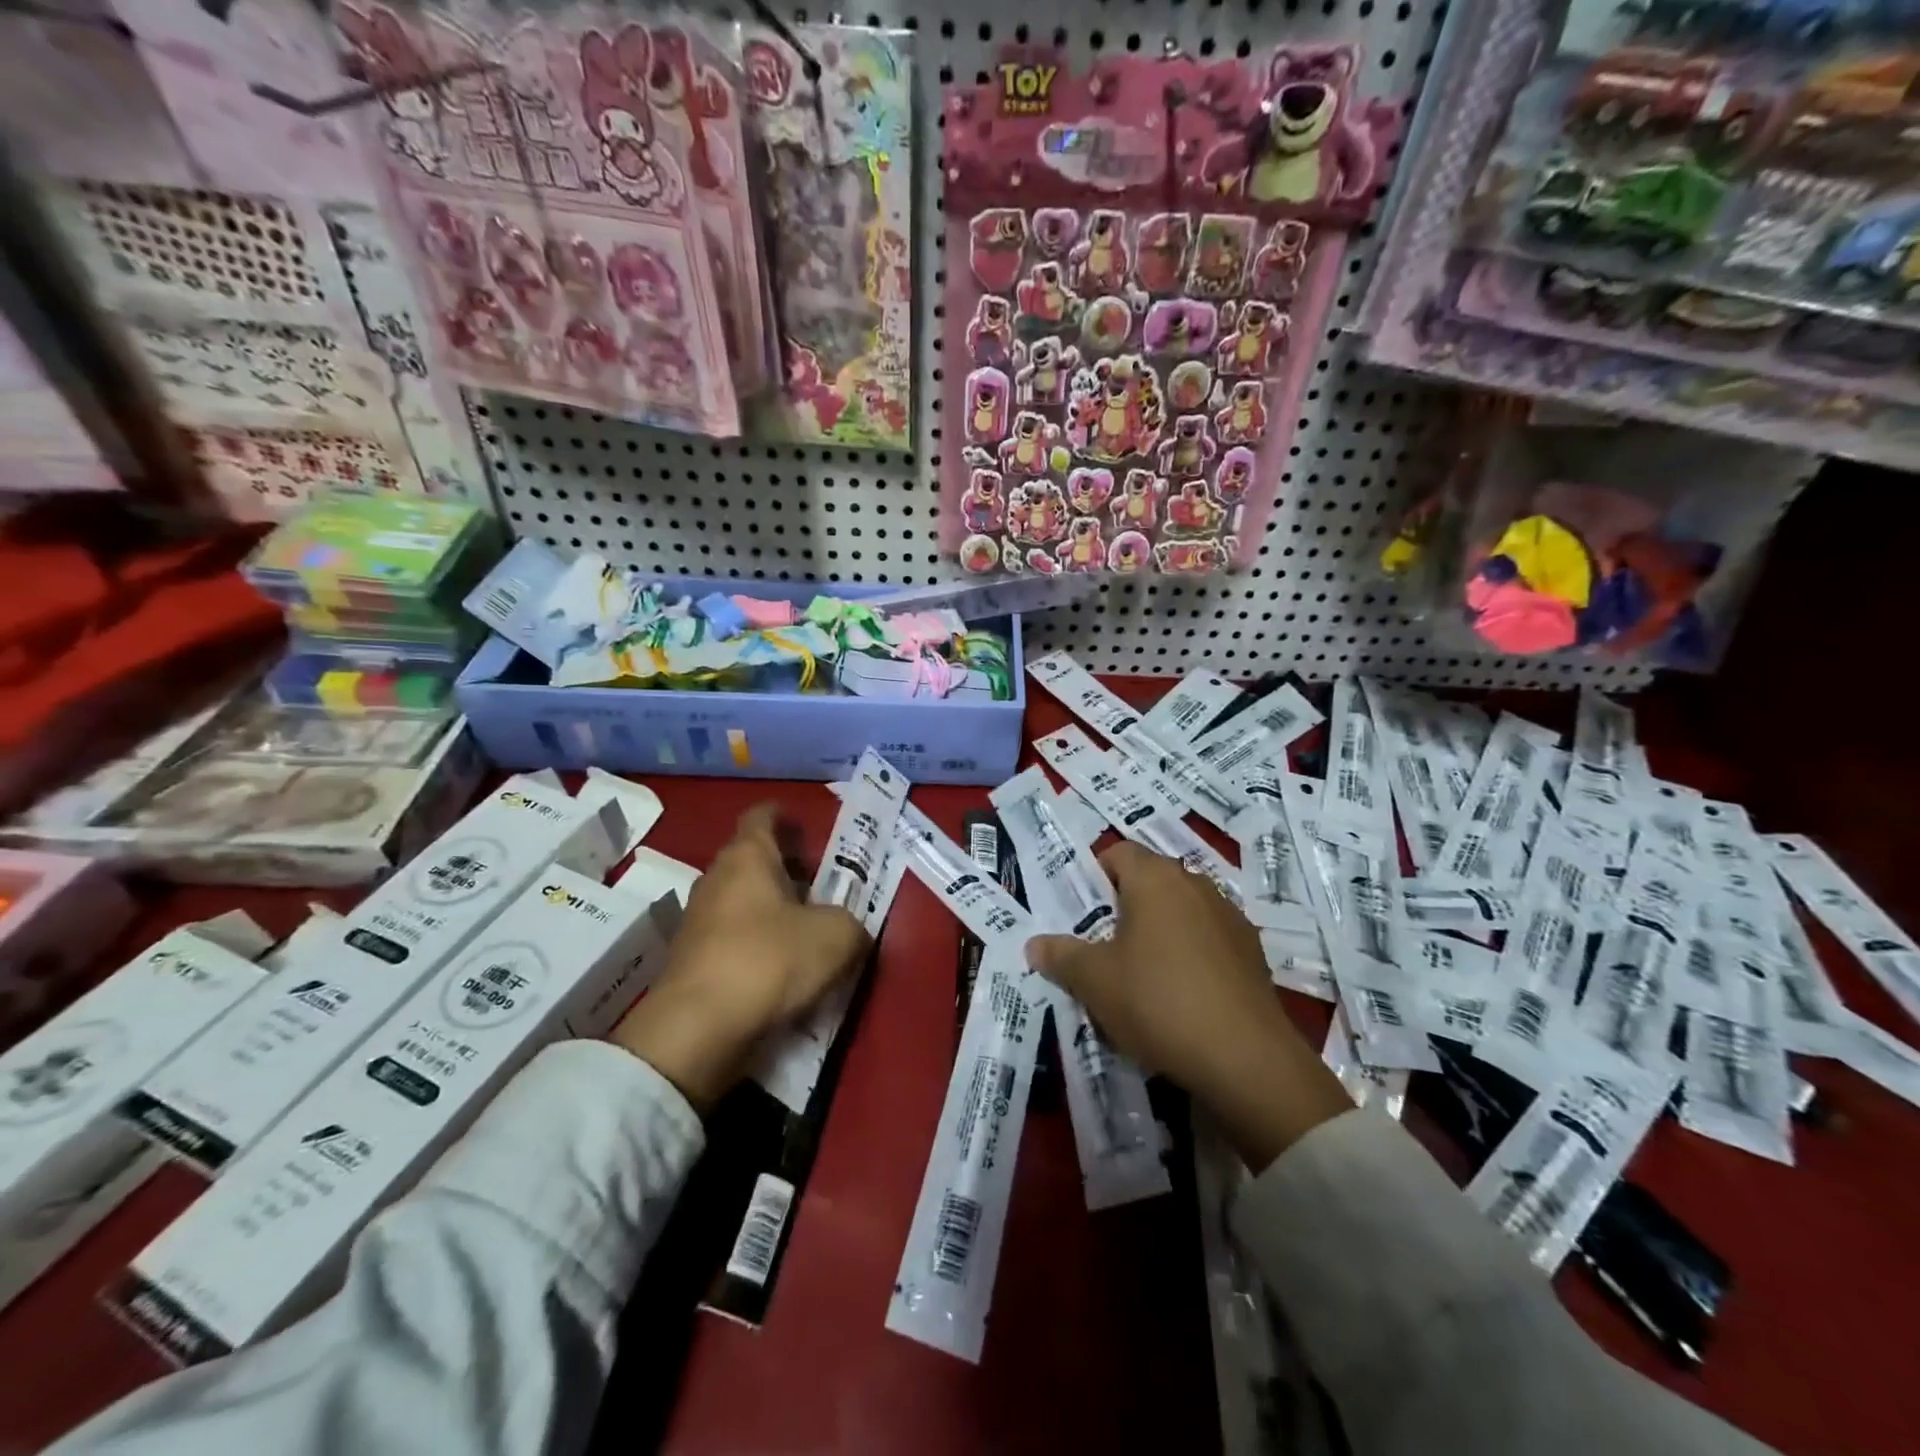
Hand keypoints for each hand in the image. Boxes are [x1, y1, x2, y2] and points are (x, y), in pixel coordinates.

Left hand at [612, 804, 870, 1110]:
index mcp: (747, 856)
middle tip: (824, 889)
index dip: (786, 816)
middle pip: (754, 861)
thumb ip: (851, 922)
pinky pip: (734, 939)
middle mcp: (717, 879)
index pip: (762, 816)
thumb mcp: (836, 936)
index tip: (807, 829)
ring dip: (775, 912)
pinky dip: (758, 946)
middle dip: (789, 870)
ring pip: (744, 902)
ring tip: (810, 934)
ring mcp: (698, 921)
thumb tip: (847, 930)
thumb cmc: (768, 961)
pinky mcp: (693, 960)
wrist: (696, 1031)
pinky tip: (784, 971)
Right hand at [1025, 842, 1350, 1170]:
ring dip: (1159, 932)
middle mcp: (1196, 885)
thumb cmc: (1158, 1002)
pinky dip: (1190, 955)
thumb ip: (1061, 955)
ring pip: (1181, 911)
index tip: (1081, 915)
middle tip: (1102, 947)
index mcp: (1156, 879)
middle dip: (1124, 907)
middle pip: (1150, 881)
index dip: (1094, 877)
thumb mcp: (1094, 981)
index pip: (1118, 853)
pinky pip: (1208, 940)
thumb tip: (1035, 943)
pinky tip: (1182, 996)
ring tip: (1141, 975)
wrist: (1246, 1059)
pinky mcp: (1252, 953)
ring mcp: (1230, 917)